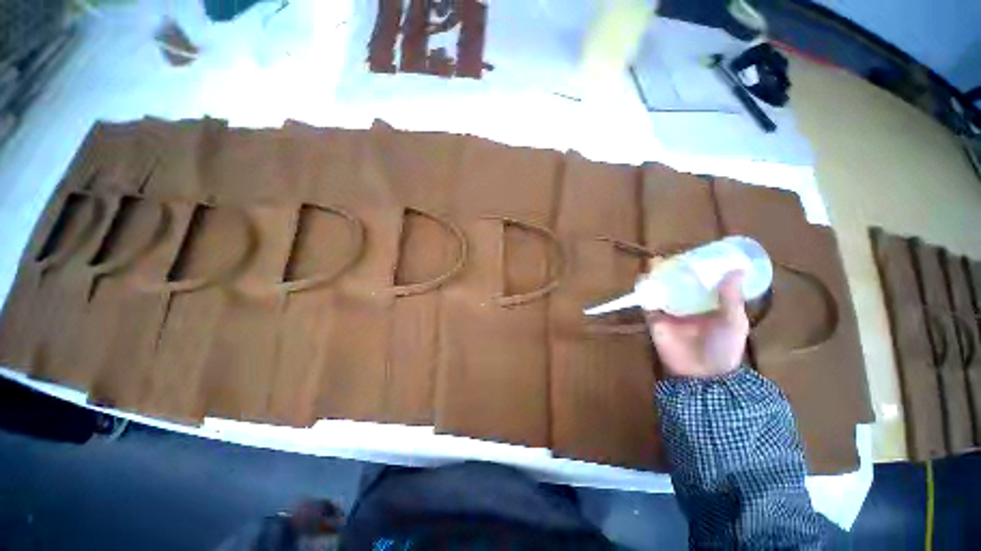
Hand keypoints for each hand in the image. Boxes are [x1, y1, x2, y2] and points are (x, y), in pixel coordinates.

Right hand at [645, 263, 748, 378]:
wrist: (701, 374)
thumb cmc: (723, 347)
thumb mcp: (734, 322)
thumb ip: (731, 297)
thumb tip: (736, 270)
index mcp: (707, 305)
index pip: (700, 283)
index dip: (696, 269)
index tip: (695, 255)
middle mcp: (687, 306)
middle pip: (678, 283)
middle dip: (673, 270)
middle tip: (673, 256)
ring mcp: (669, 312)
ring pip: (660, 290)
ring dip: (656, 276)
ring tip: (656, 262)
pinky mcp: (654, 319)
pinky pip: (646, 302)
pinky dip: (643, 291)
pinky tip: (643, 279)